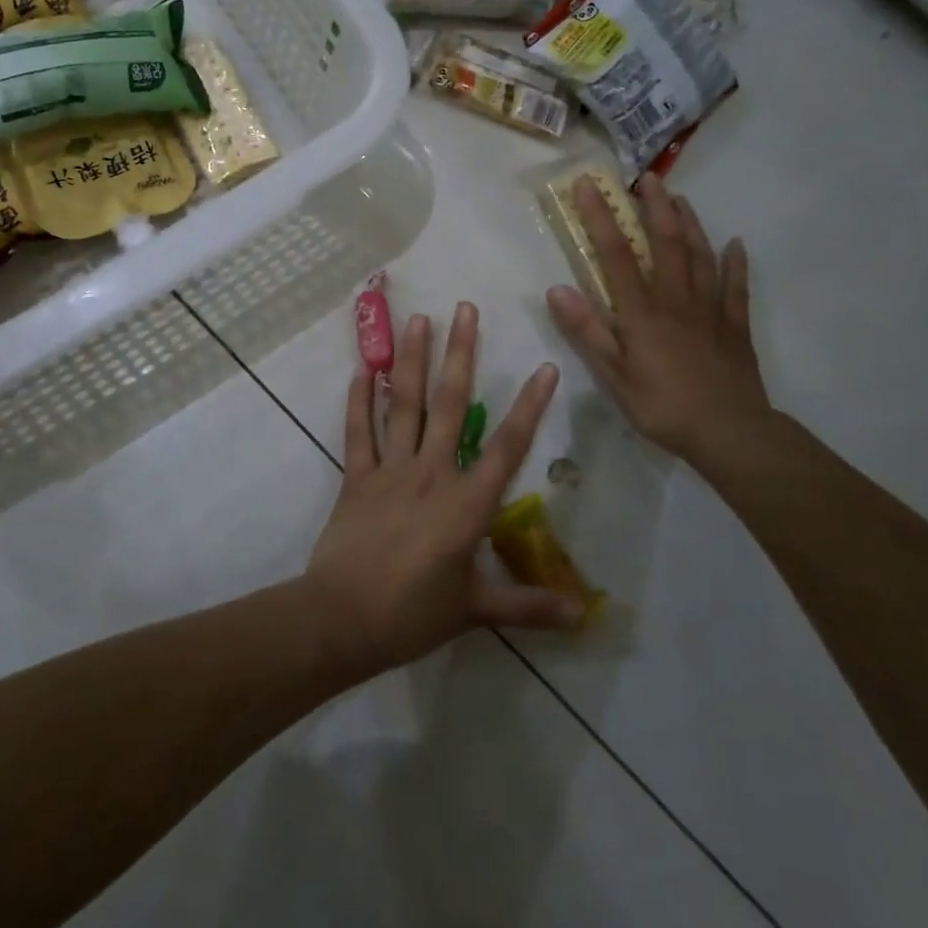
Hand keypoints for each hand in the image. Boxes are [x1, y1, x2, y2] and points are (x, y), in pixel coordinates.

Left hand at [303, 303, 586, 679]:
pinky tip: (363, 369)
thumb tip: (584, 614)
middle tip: (465, 309)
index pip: (507, 446)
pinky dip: (359, 400)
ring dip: (411, 360)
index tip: (544, 365)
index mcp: (467, 503)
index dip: (529, 406)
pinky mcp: (356, 476)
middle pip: (449, 404)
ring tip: (419, 320)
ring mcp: (390, 470)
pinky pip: (358, 432)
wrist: (343, 618)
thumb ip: (529, 606)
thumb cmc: (413, 615)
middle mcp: (431, 473)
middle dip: (461, 354)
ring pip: (403, 405)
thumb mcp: (476, 611)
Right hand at [546, 174, 772, 467]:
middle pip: (666, 242)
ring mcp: (710, 309)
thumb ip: (586, 330)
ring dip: (689, 223)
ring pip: (701, 255)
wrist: (730, 432)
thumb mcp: (612, 375)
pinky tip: (736, 244)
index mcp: (642, 310)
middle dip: (654, 207)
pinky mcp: (735, 326)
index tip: (589, 185)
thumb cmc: (662, 405)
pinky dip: (736, 262)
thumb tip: (555, 289)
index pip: (616, 253)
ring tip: (679, 198)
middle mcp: (676, 298)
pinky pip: (736, 287)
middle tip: (646, 178)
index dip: (601, 217)